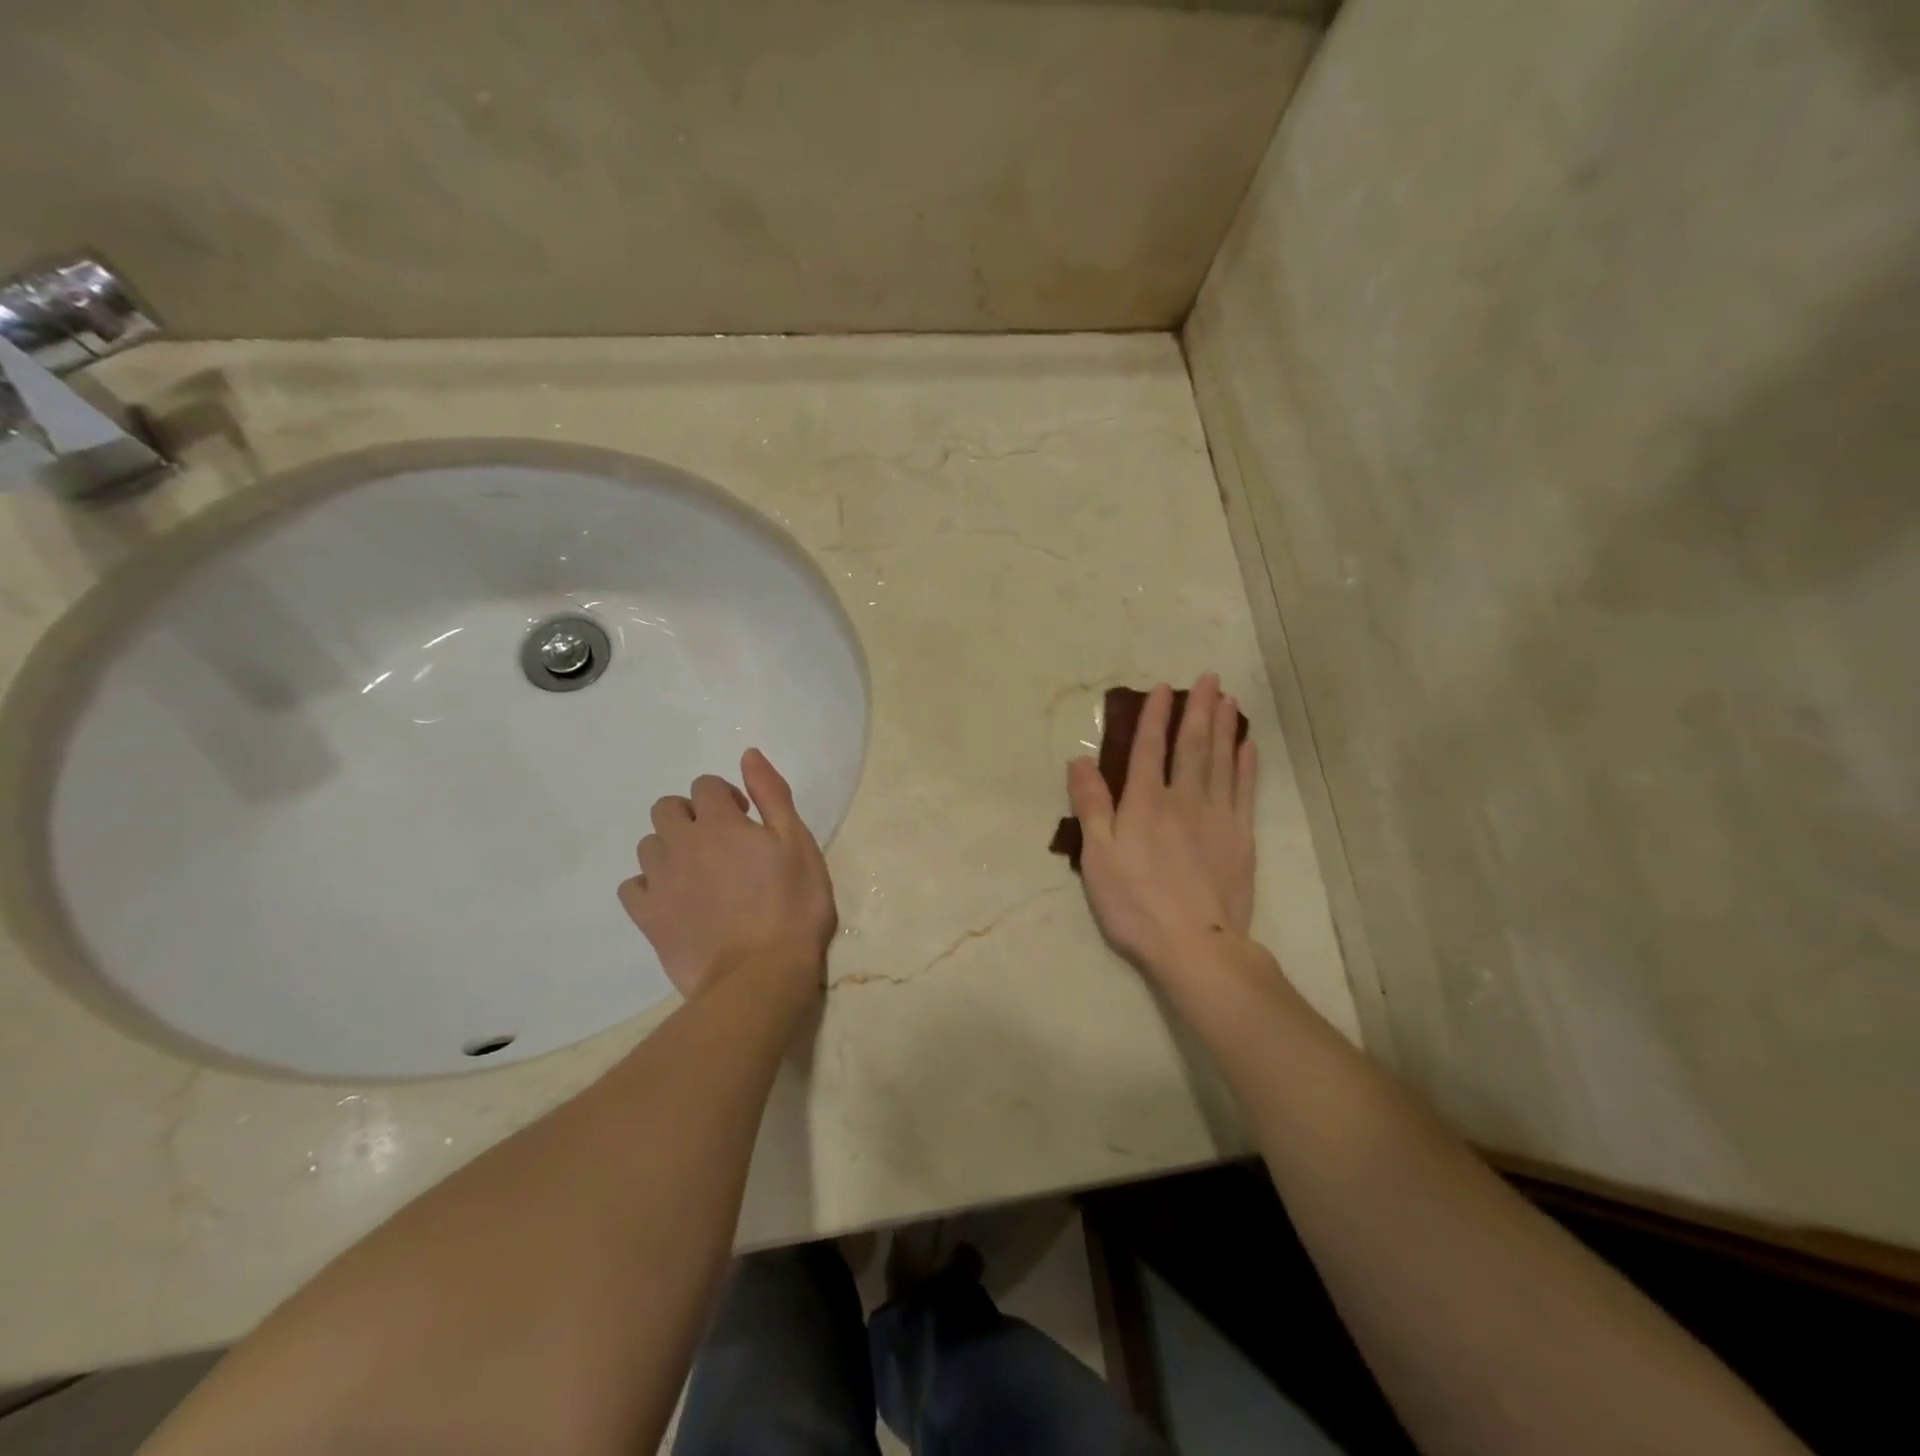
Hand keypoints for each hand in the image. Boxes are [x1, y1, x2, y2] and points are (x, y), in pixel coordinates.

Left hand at [617, 749, 837, 998]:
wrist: (760, 976)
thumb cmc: (792, 906)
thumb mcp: (798, 843)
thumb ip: (772, 795)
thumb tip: (747, 755)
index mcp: (719, 823)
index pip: (706, 785)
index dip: (726, 796)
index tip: (747, 819)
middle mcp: (681, 844)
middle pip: (667, 808)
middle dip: (691, 815)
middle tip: (722, 842)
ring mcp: (659, 882)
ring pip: (649, 845)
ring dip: (671, 848)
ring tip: (700, 873)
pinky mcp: (647, 917)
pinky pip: (632, 886)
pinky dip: (649, 885)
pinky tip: (674, 899)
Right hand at [1067, 674, 1256, 977]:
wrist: (1194, 945)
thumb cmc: (1135, 903)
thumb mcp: (1097, 856)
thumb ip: (1091, 806)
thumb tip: (1079, 760)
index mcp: (1145, 803)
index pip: (1150, 749)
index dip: (1154, 717)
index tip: (1162, 689)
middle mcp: (1183, 799)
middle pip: (1192, 746)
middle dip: (1198, 710)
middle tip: (1209, 677)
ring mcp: (1217, 817)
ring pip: (1222, 761)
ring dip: (1224, 727)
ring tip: (1228, 699)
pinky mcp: (1240, 838)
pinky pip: (1245, 791)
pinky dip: (1247, 765)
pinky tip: (1248, 746)